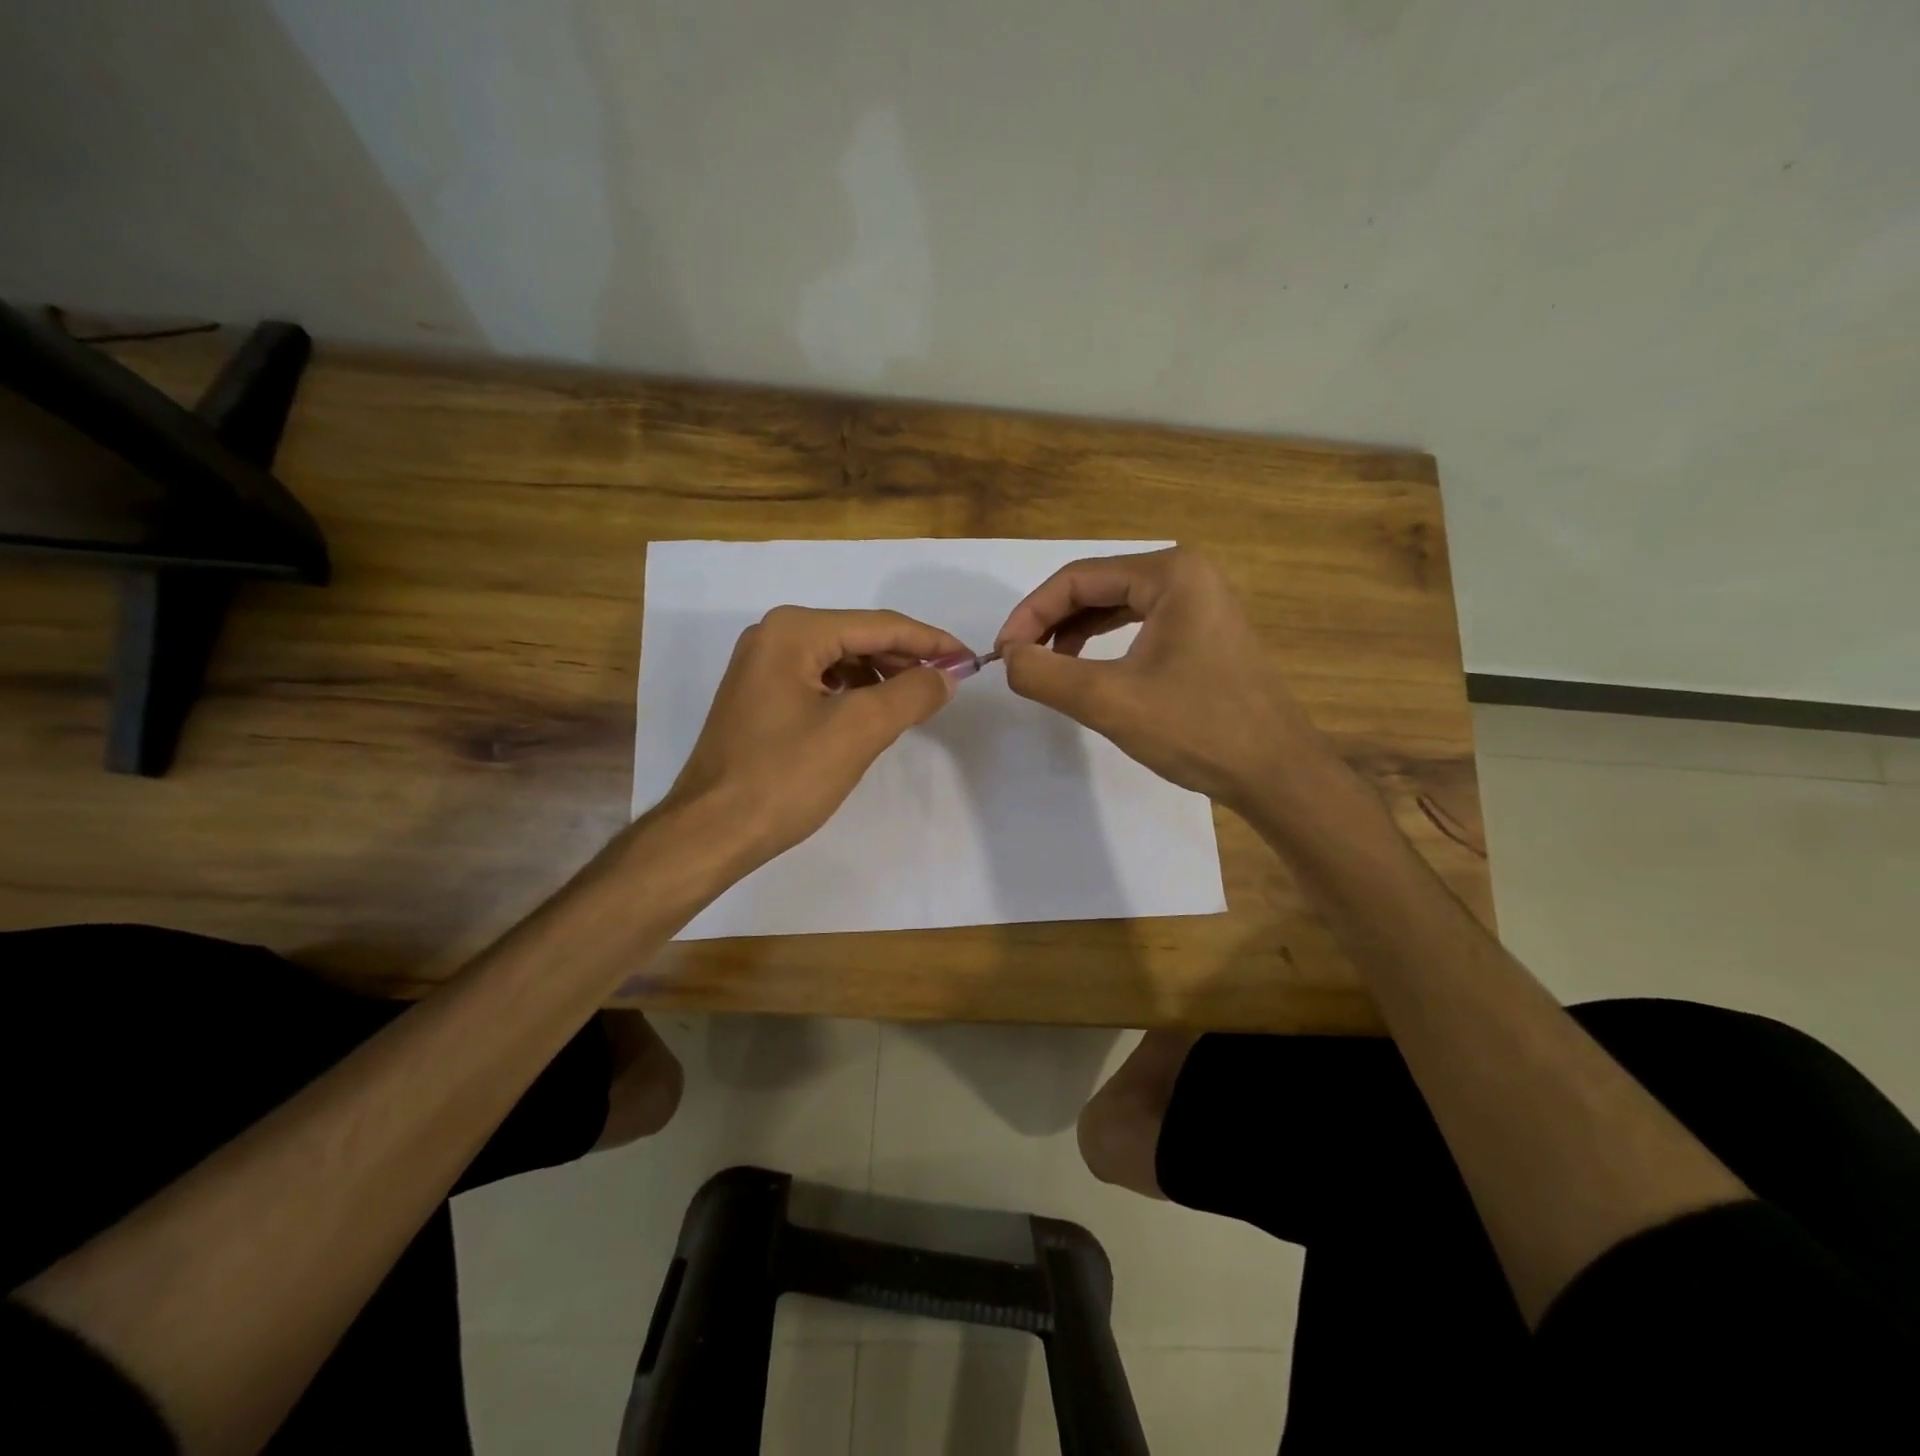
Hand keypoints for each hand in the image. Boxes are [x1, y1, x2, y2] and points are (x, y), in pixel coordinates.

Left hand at [665, 606, 964, 866]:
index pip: (879, 625)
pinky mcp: (760, 696)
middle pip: (858, 637)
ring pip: (840, 659)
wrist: (712, 831)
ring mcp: (762, 666)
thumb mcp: (858, 731)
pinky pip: (821, 681)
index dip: (930, 642)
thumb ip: (911, 694)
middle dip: (906, 659)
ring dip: (882, 676)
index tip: (970, 660)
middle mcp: (773, 636)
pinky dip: (855, 692)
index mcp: (793, 631)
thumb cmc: (784, 777)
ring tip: (917, 701)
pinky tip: (875, 714)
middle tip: (948, 685)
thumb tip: (946, 676)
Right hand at [994, 547, 1317, 807]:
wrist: (1275, 773)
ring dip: (1072, 633)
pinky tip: (1082, 670)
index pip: (1077, 578)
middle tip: (1018, 662)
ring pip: (1114, 605)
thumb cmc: (1197, 728)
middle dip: (1049, 622)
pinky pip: (1136, 624)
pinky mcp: (1201, 631)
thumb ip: (1046, 675)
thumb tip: (1008, 658)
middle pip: (1095, 587)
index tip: (1002, 654)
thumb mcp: (1110, 701)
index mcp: (1170, 573)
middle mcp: (1186, 574)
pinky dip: (1101, 644)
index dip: (1030, 614)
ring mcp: (1198, 602)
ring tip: (1044, 668)